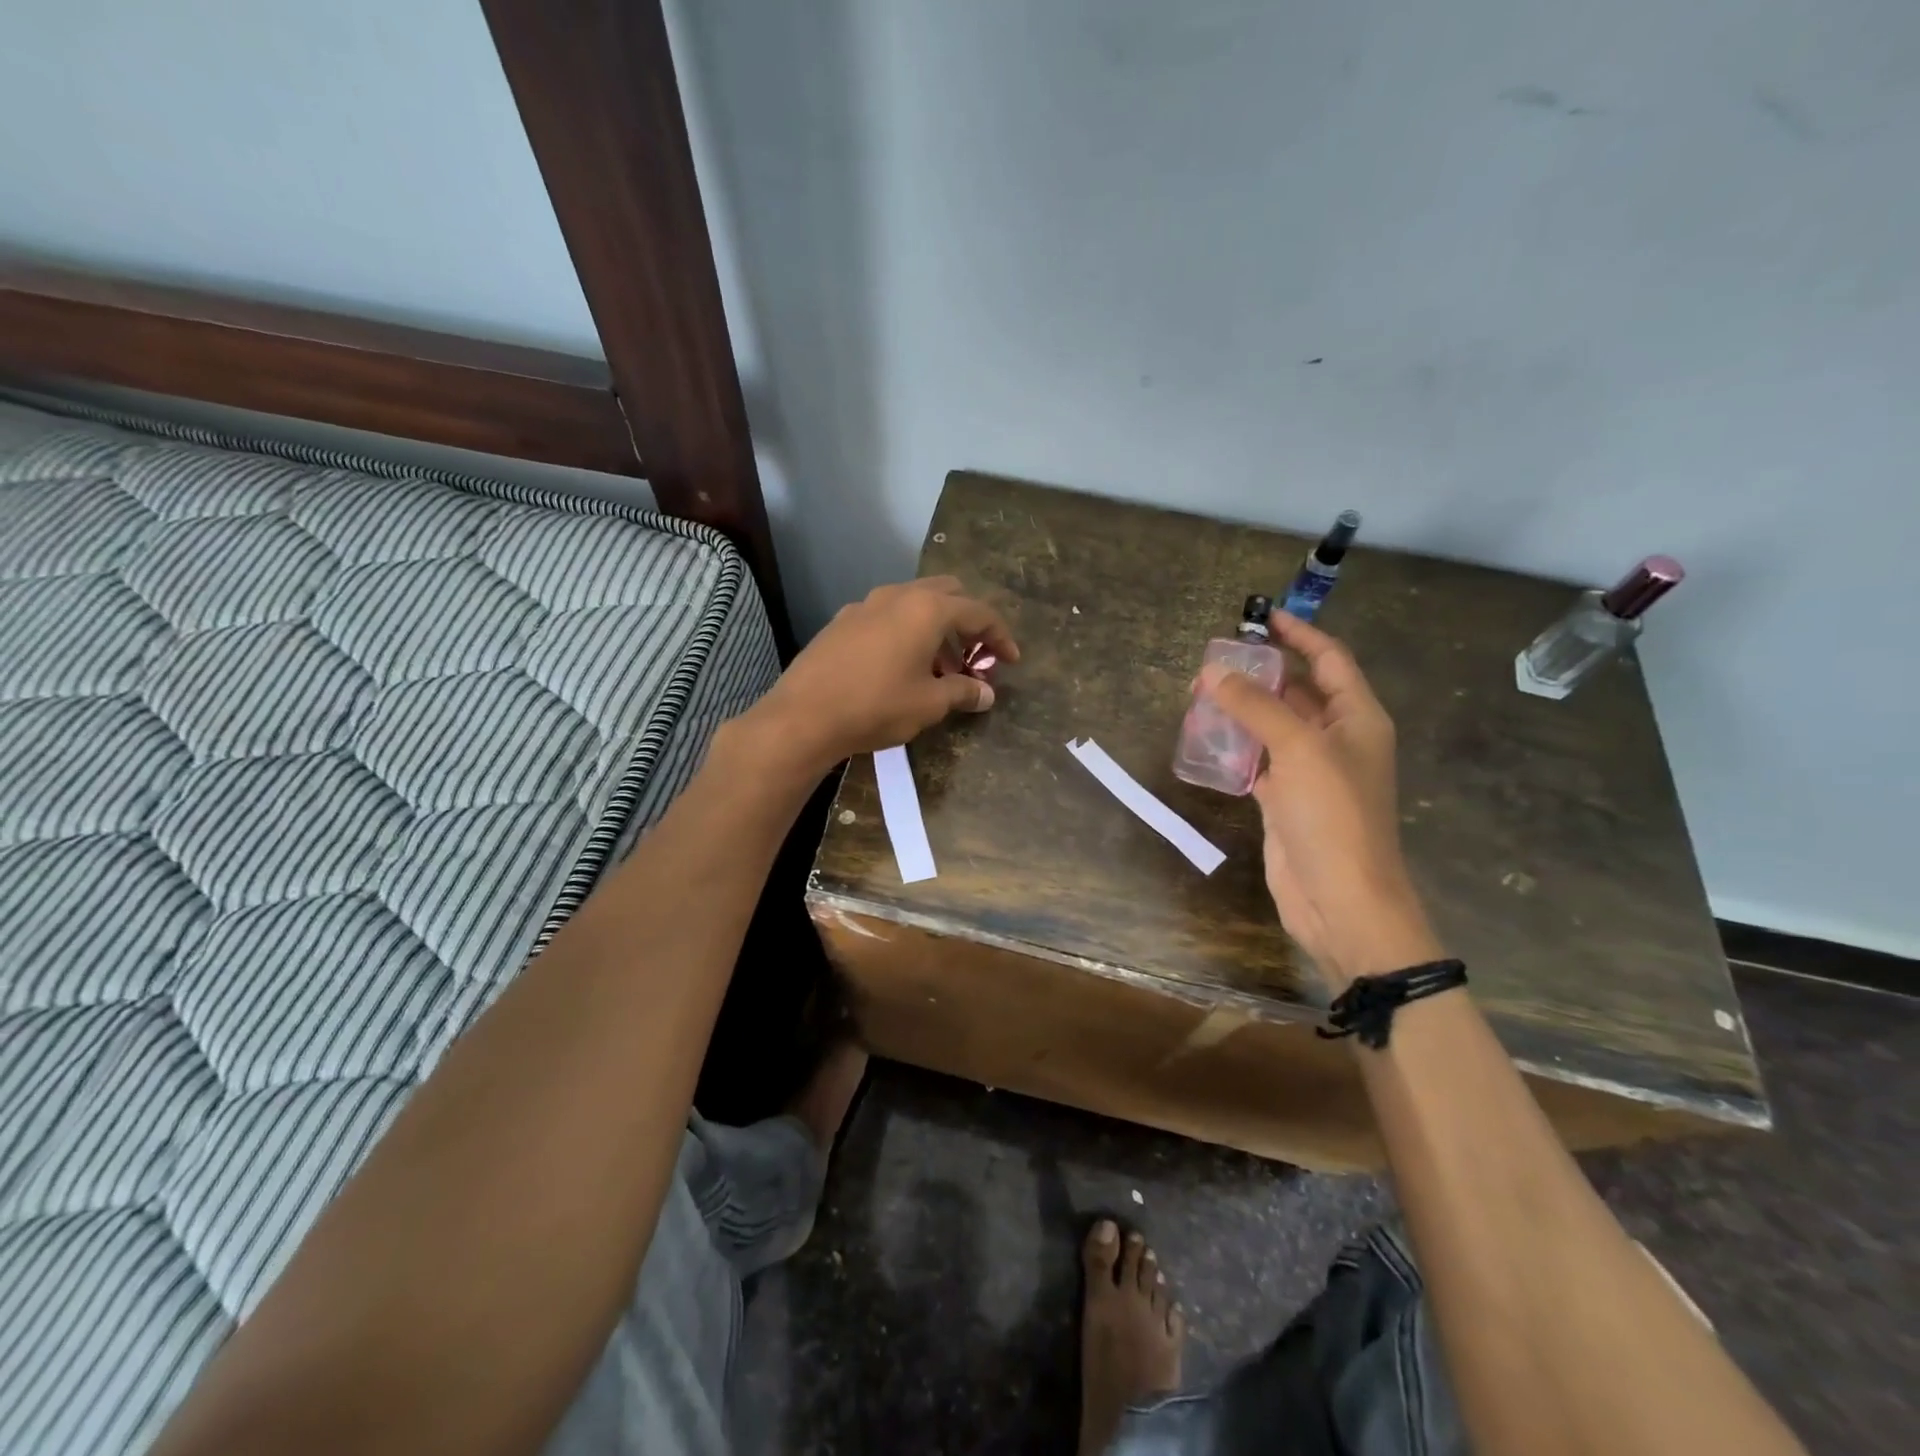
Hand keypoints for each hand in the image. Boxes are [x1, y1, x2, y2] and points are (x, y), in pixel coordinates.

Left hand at [747, 576, 1019, 772]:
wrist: (803, 715)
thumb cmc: (877, 706)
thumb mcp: (930, 704)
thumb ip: (963, 692)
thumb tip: (986, 694)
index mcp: (927, 609)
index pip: (978, 612)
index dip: (1000, 636)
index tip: (1011, 661)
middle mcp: (897, 596)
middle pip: (947, 595)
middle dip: (968, 624)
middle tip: (974, 659)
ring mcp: (865, 605)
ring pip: (914, 605)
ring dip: (936, 631)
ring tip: (941, 672)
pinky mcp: (842, 622)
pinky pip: (887, 618)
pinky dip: (906, 634)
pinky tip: (901, 668)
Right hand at [1203, 613, 1439, 987]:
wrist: (1341, 898)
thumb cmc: (1333, 816)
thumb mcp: (1297, 749)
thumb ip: (1255, 707)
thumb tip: (1212, 673)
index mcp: (1357, 718)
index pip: (1329, 660)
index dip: (1300, 634)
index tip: (1263, 617)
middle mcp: (1337, 739)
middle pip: (1298, 691)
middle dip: (1260, 673)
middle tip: (1215, 661)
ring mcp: (1310, 771)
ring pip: (1273, 726)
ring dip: (1242, 709)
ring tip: (1200, 695)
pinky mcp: (1286, 799)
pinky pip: (1258, 760)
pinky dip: (1235, 747)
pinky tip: (1206, 739)